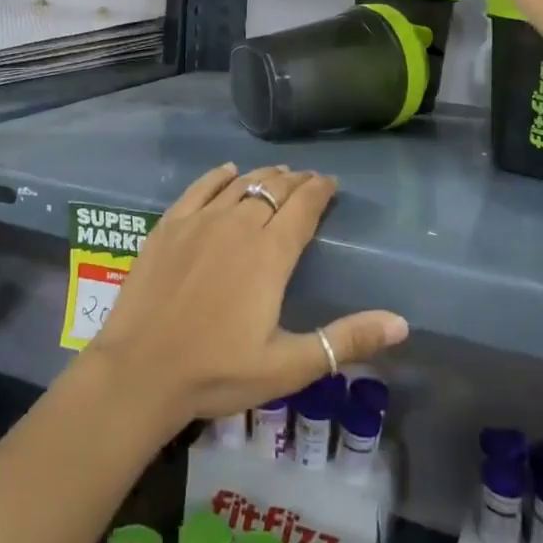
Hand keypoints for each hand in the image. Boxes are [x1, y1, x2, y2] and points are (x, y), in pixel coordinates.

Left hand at [86, 164, 408, 429]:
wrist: (140, 370)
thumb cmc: (217, 371)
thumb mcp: (288, 365)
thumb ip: (346, 341)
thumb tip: (402, 323)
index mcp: (270, 253)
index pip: (304, 206)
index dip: (320, 190)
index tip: (331, 183)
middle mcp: (238, 224)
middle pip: (273, 188)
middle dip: (296, 180)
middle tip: (308, 180)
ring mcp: (200, 221)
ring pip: (240, 183)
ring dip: (263, 175)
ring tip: (277, 173)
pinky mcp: (169, 225)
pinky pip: (200, 187)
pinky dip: (218, 176)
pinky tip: (228, 171)